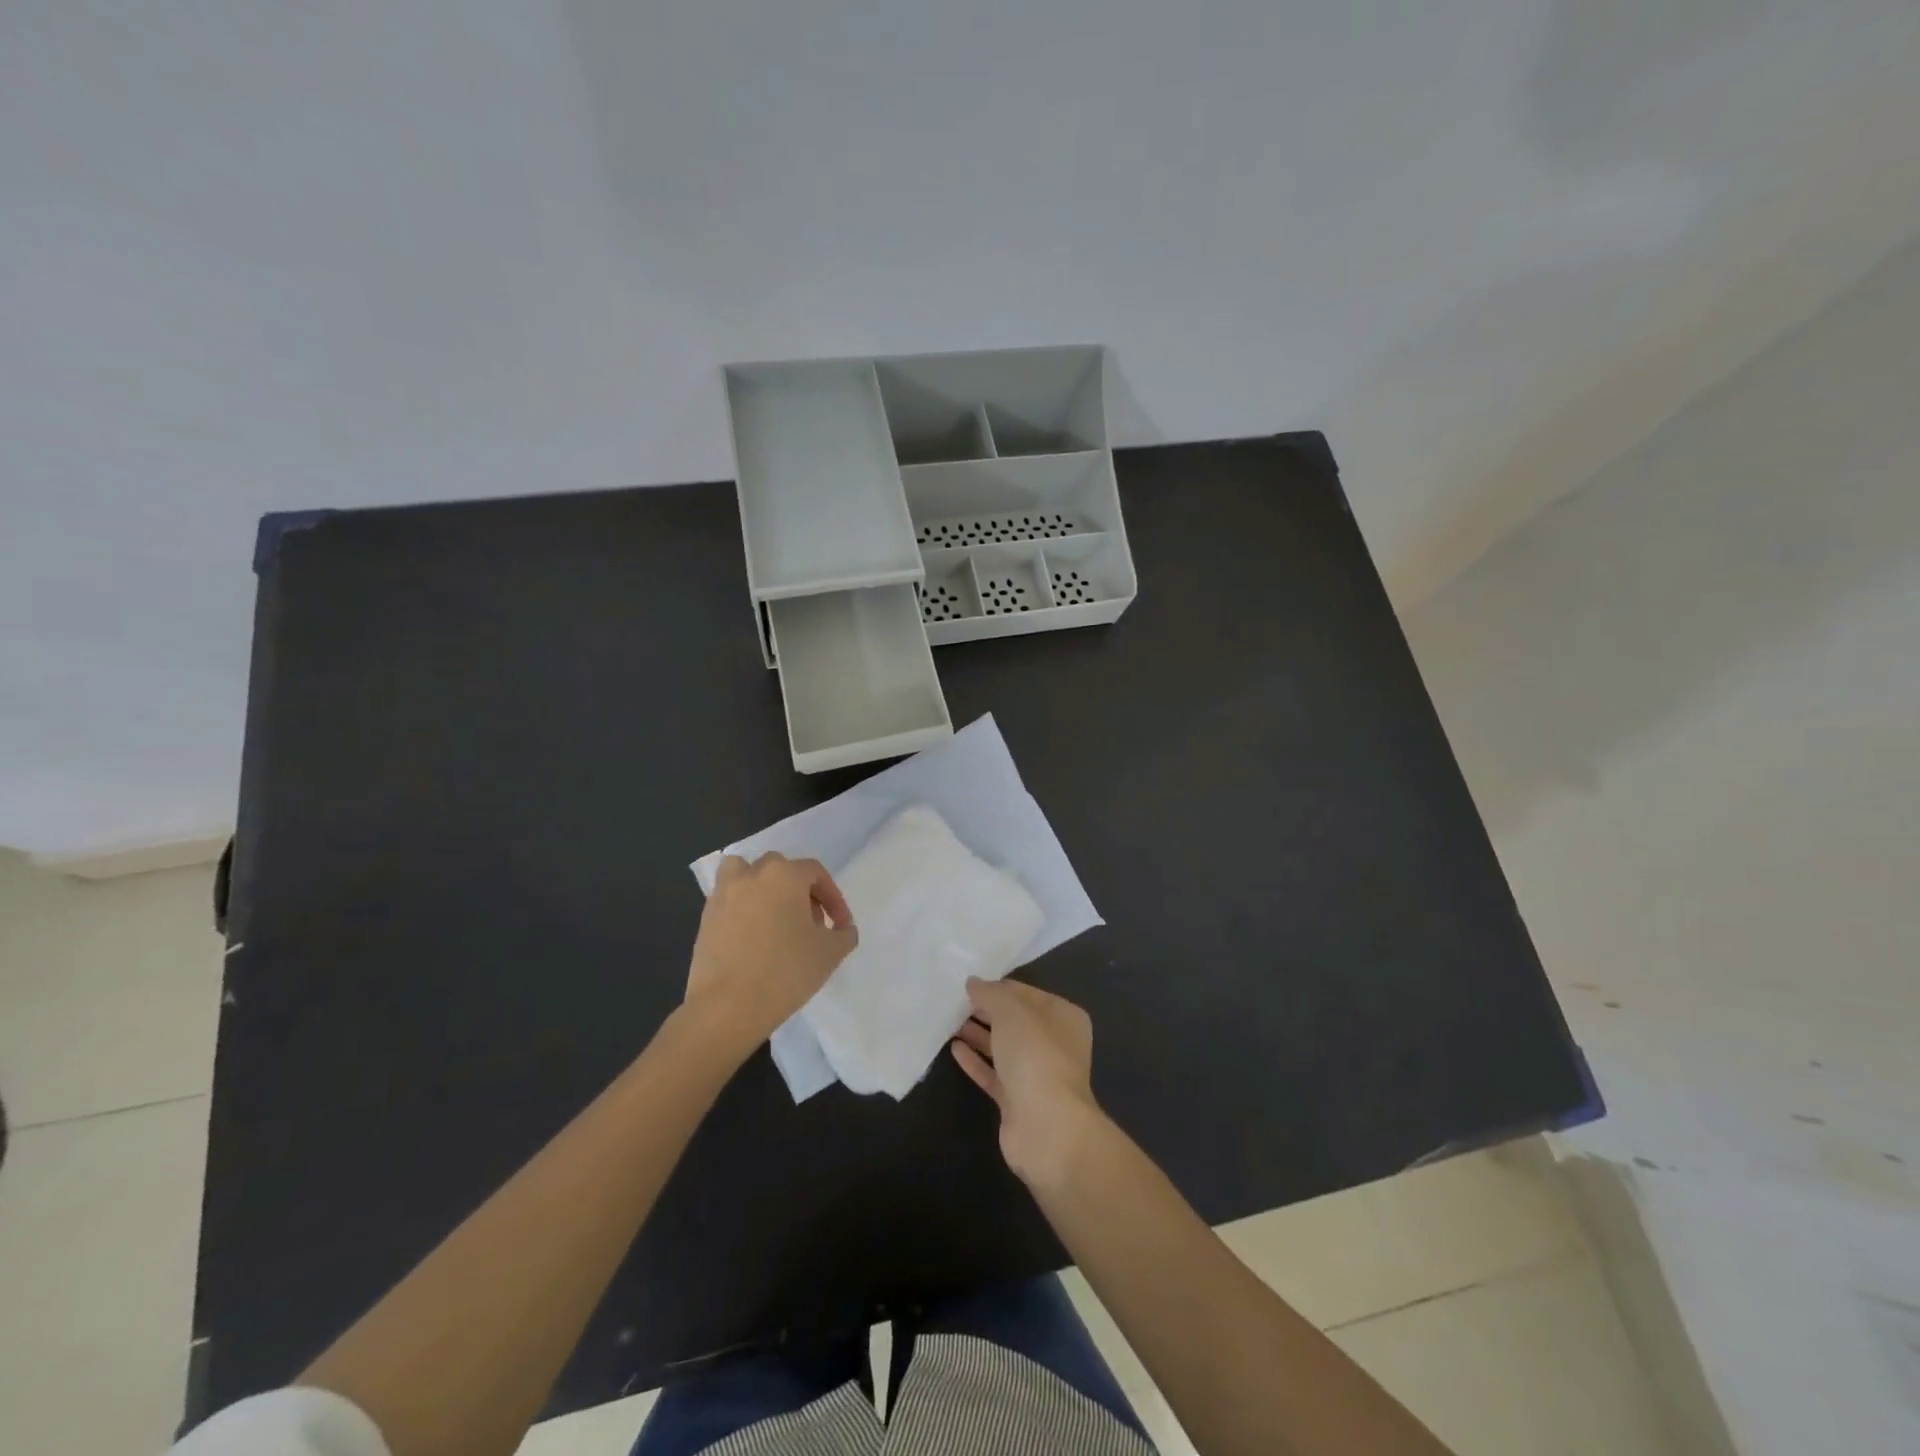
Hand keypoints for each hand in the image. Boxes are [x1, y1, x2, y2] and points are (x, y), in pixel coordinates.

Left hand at [685, 853, 856, 1058]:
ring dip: (762, 888)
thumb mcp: (831, 953)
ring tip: (774, 917)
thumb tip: (841, 929)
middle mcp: (751, 875)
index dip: (834, 898)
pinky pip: (729, 900)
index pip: (816, 873)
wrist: (727, 1008)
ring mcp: (723, 895)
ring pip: (745, 874)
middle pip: (781, 869)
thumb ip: (844, 934)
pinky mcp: (705, 919)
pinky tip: (752, 938)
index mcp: (784, 875)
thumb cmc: (785, 972)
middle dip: (800, 891)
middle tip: (810, 923)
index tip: (839, 927)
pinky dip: (742, 908)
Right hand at [951, 977, 1105, 1187]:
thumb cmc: (1035, 1055)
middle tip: (954, 1001)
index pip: (1026, 993)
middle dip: (987, 1011)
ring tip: (949, 1022)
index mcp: (1064, 1017)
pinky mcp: (1018, 1102)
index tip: (969, 984)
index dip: (998, 987)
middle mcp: (1054, 1044)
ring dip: (978, 1034)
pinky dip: (976, 1061)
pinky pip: (994, 1074)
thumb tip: (973, 983)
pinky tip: (954, 1049)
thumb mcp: (1011, 1012)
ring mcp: (1037, 1075)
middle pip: (1015, 1021)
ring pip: (1003, 1048)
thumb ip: (990, 993)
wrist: (1046, 1127)